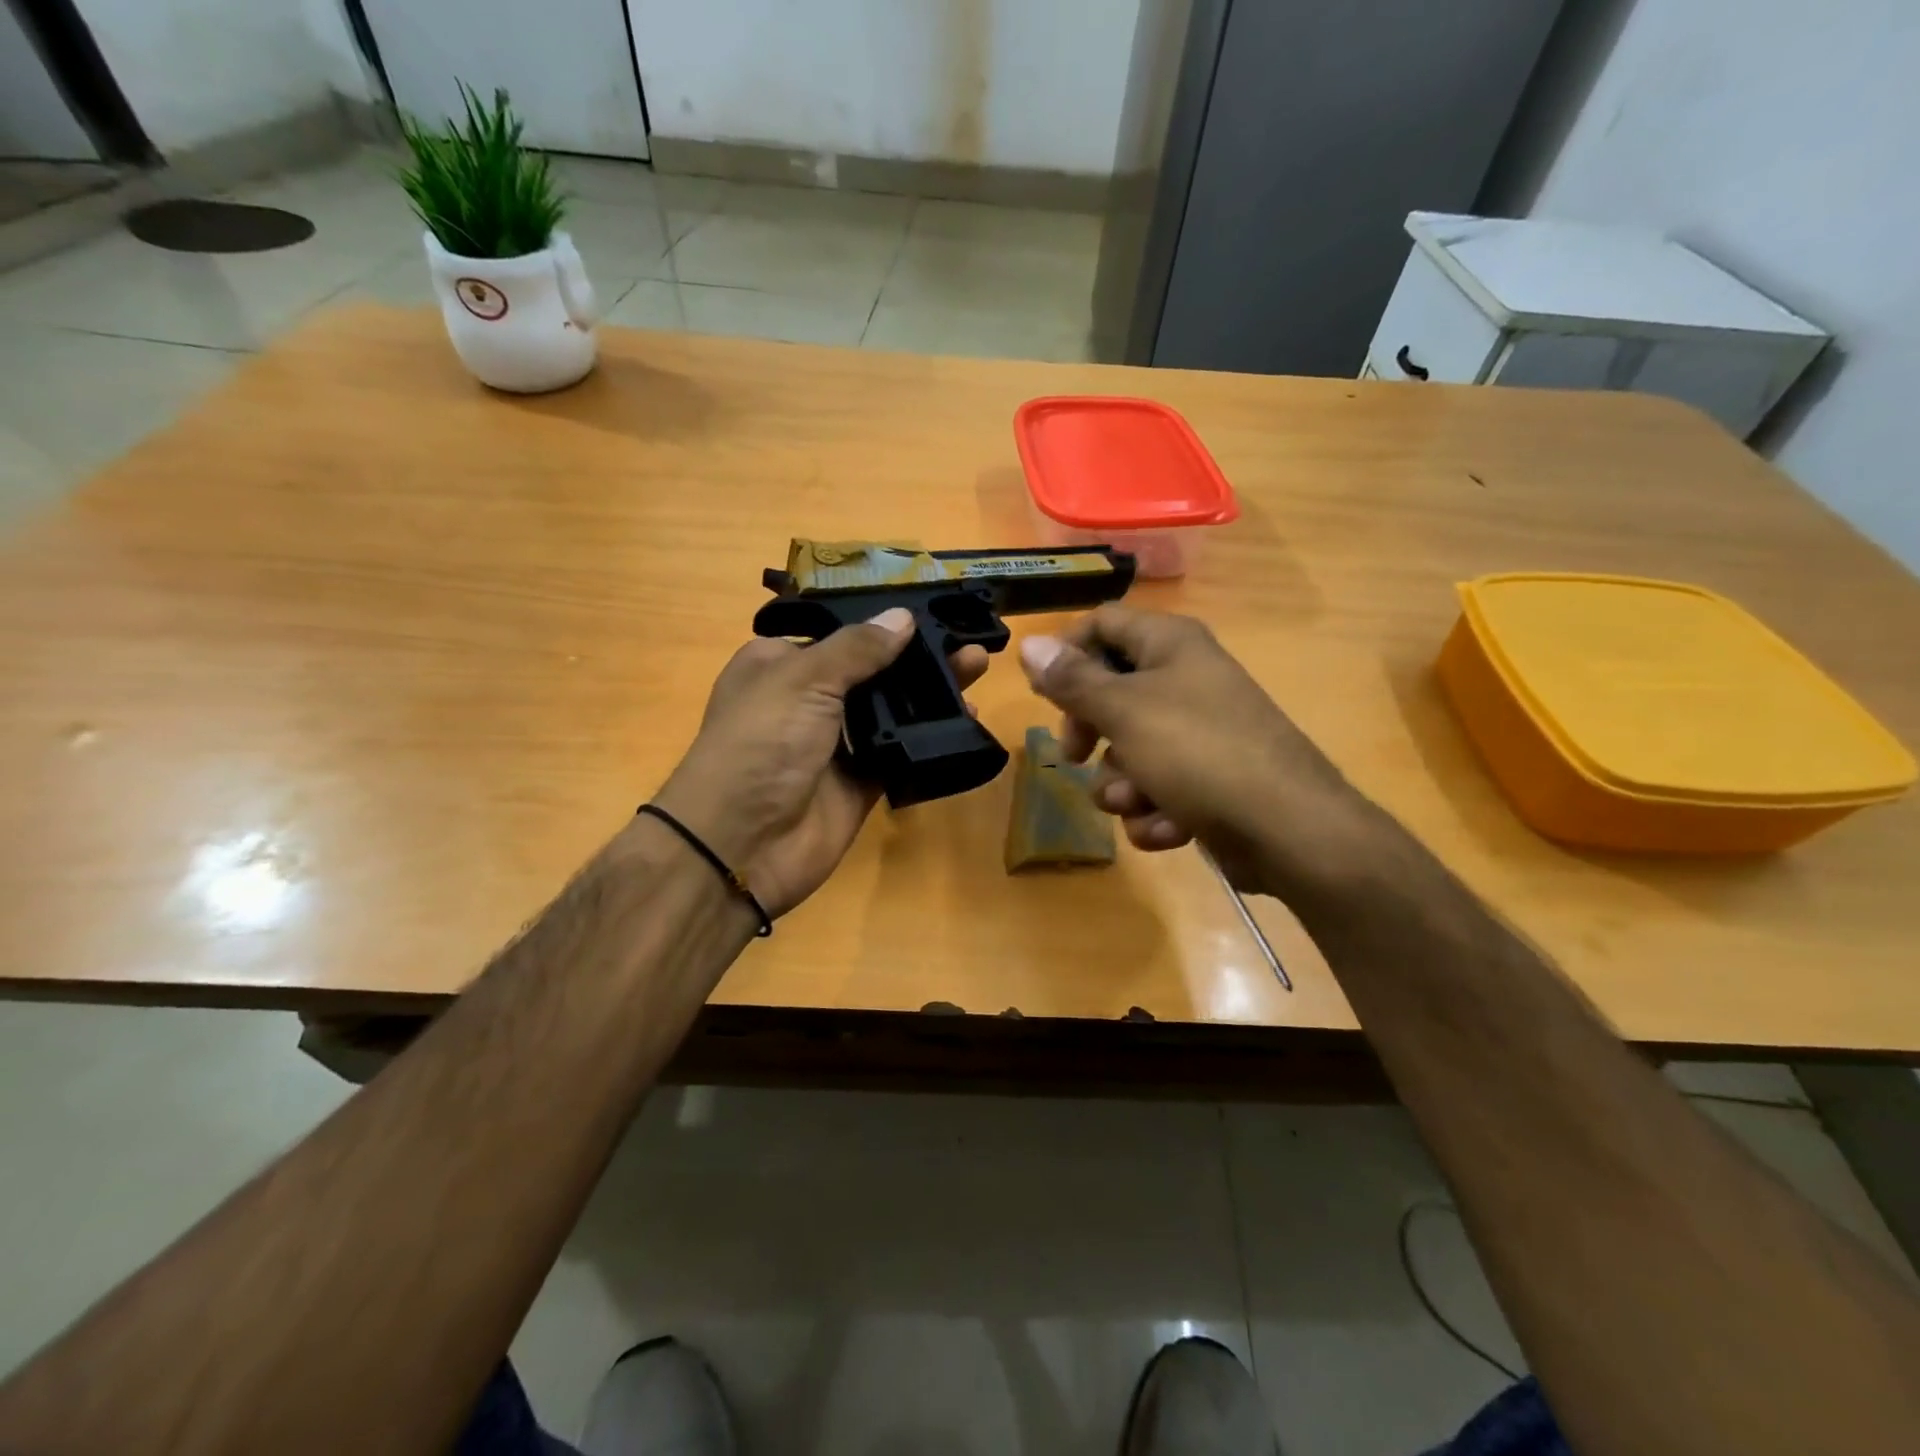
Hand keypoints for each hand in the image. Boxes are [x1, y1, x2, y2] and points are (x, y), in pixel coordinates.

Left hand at [654, 608, 988, 917]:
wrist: (742, 845)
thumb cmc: (761, 744)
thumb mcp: (803, 680)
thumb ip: (857, 649)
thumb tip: (903, 616)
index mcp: (779, 665)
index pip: (838, 634)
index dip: (880, 623)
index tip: (930, 611)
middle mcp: (806, 700)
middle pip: (870, 671)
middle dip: (916, 657)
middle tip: (966, 642)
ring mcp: (834, 744)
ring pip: (889, 711)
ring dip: (928, 694)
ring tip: (975, 669)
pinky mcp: (859, 782)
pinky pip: (899, 752)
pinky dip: (928, 738)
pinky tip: (965, 721)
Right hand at [1018, 606, 1382, 897]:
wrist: (1288, 831)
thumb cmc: (1199, 754)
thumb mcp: (1124, 711)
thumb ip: (1072, 680)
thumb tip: (1030, 645)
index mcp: (1170, 645)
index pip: (1102, 623)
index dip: (1066, 653)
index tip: (1042, 694)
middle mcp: (1185, 679)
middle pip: (1110, 690)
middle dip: (1089, 731)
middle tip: (1076, 755)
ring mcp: (1199, 732)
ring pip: (1129, 749)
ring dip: (1121, 784)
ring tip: (1137, 802)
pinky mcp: (1208, 779)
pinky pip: (1158, 787)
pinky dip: (1155, 810)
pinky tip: (1168, 827)